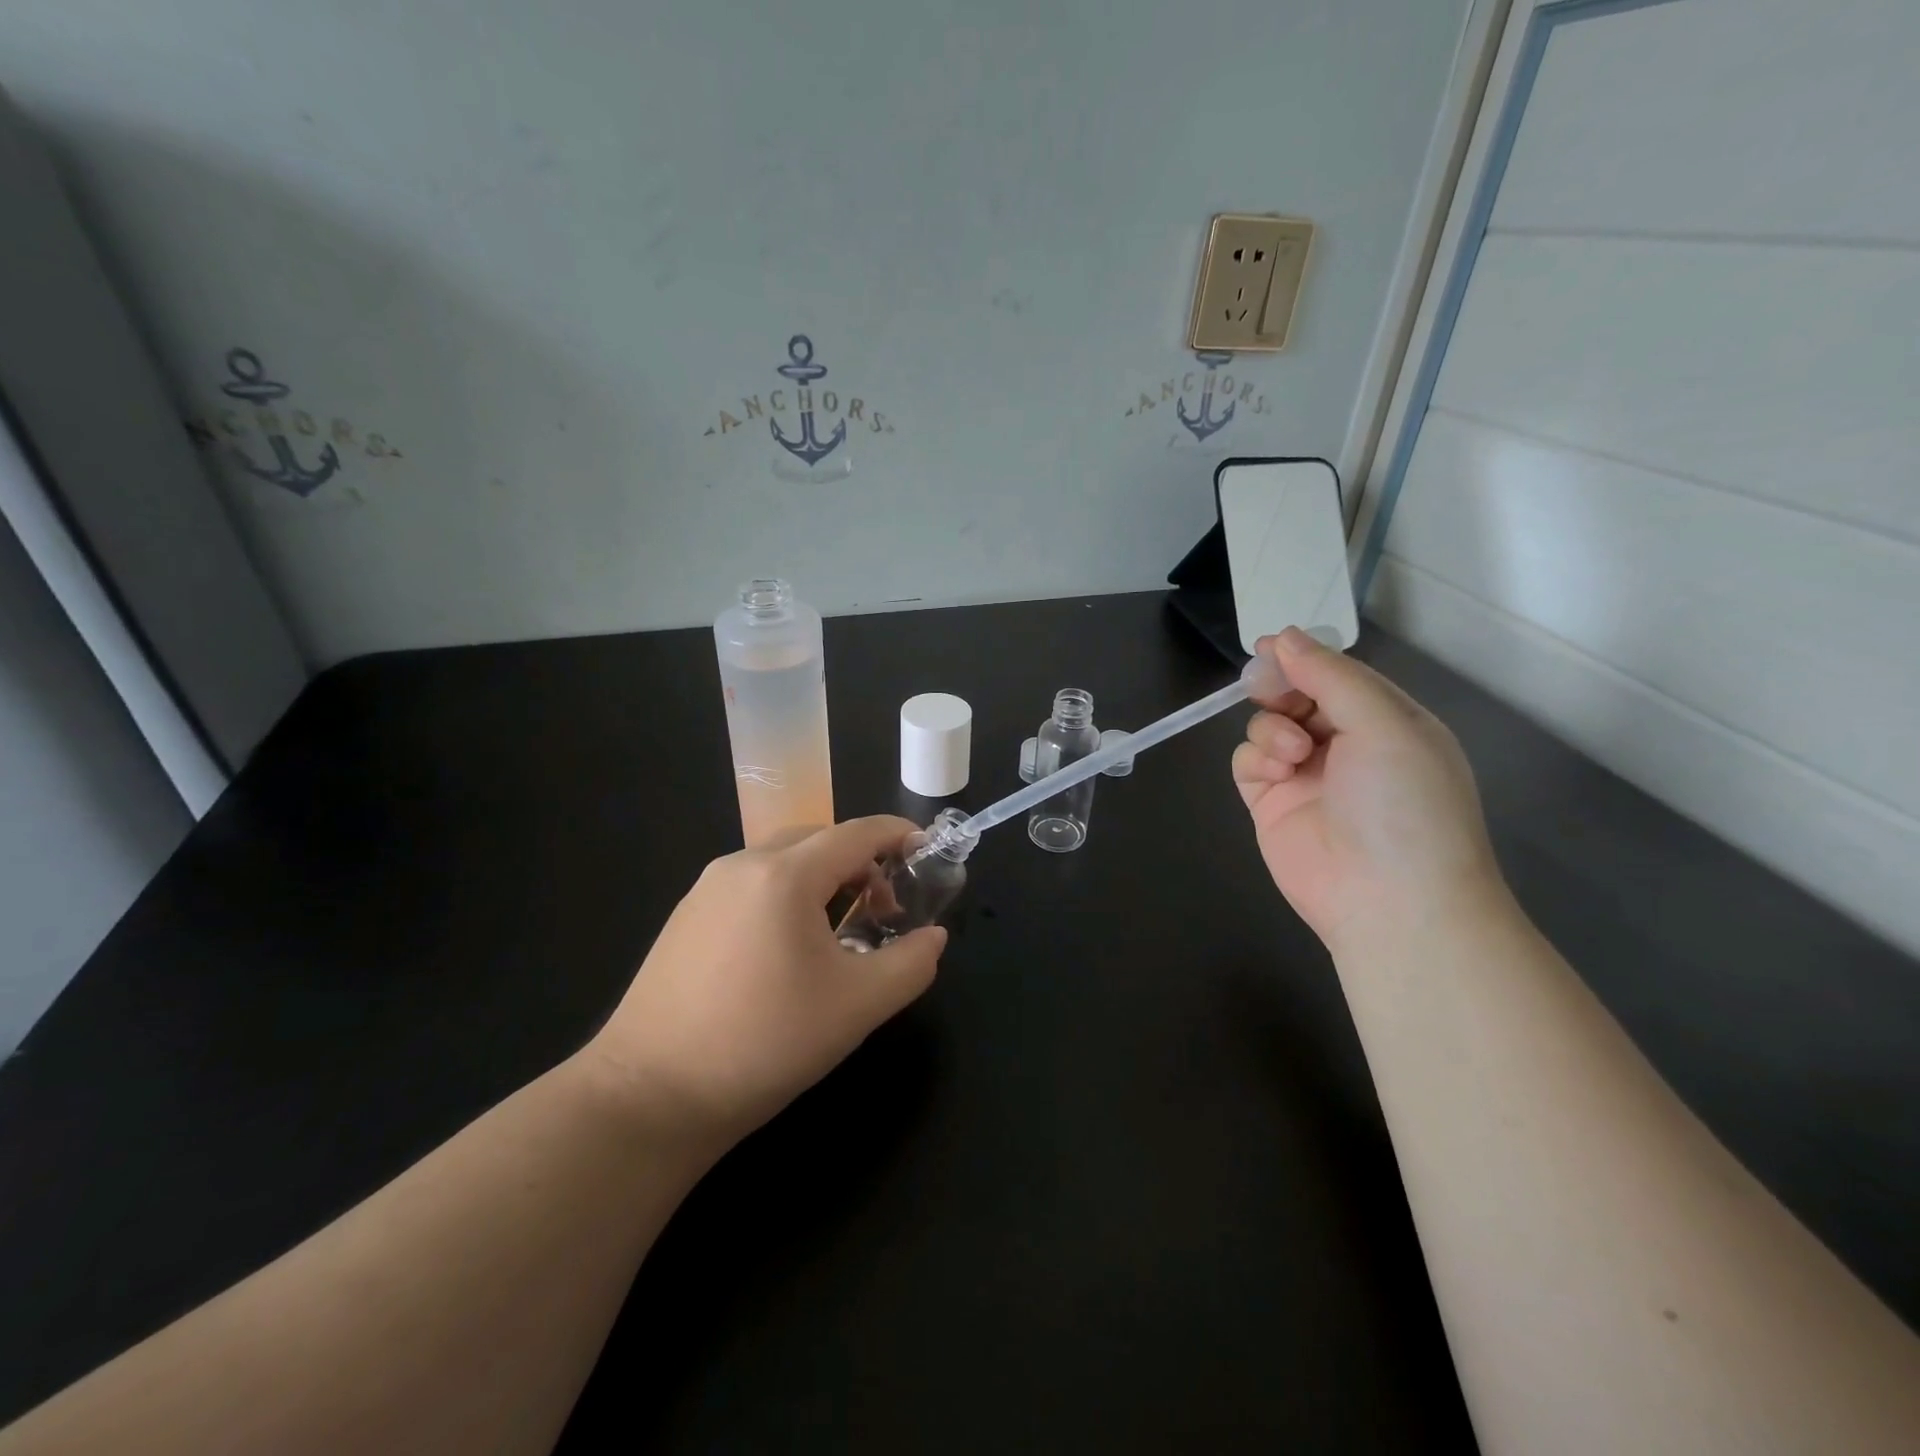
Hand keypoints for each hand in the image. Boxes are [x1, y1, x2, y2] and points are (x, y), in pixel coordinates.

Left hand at [580, 817, 945, 1146]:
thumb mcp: (856, 1007)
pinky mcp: (686, 916)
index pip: (856, 833)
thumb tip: (933, 938)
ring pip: (783, 862)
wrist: (648, 1096)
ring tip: (843, 933)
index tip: (926, 852)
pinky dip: (788, 896)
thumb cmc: (764, 1043)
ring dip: (825, 880)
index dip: (898, 835)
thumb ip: (910, 964)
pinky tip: (789, 950)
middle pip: (819, 840)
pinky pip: (752, 885)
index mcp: (784, 875)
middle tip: (888, 911)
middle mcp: (742, 865)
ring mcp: (706, 889)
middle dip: (863, 863)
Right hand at [1232, 627, 1503, 949]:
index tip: (1269, 646)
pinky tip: (1275, 770)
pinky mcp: (1271, 804)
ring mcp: (1306, 776)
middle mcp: (1347, 746)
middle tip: (1265, 686)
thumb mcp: (1383, 724)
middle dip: (1280, 687)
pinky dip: (1255, 758)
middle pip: (1297, 697)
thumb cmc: (1403, 802)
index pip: (1339, 676)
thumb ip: (1330, 676)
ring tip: (1291, 751)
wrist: (1390, 900)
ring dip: (1271, 728)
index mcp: (1387, 723)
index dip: (1305, 658)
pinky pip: (1248, 761)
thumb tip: (1284, 637)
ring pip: (1266, 725)